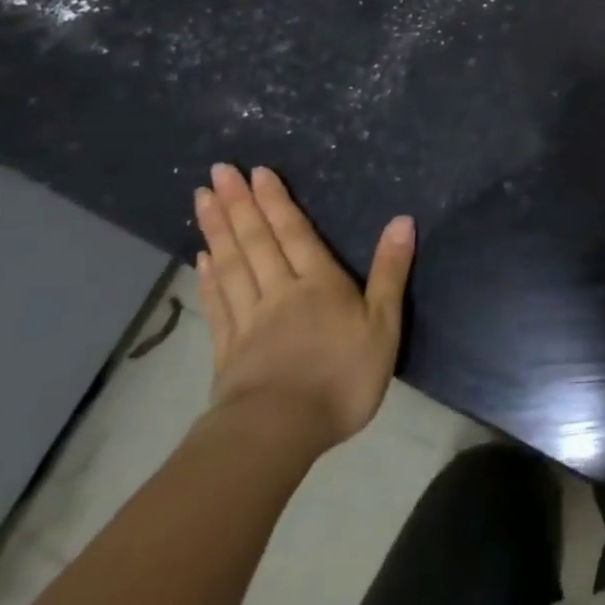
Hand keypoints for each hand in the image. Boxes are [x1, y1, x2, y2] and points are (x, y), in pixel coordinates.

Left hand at [193, 163, 414, 457]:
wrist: (279, 433)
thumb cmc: (341, 377)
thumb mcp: (383, 325)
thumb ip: (390, 272)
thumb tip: (402, 220)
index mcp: (318, 283)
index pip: (294, 232)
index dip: (276, 201)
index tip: (256, 172)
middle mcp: (279, 290)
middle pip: (256, 241)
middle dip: (239, 204)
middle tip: (217, 173)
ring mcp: (249, 320)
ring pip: (232, 264)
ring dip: (217, 230)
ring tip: (203, 200)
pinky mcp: (228, 349)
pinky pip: (218, 302)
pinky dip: (209, 276)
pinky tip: (202, 258)